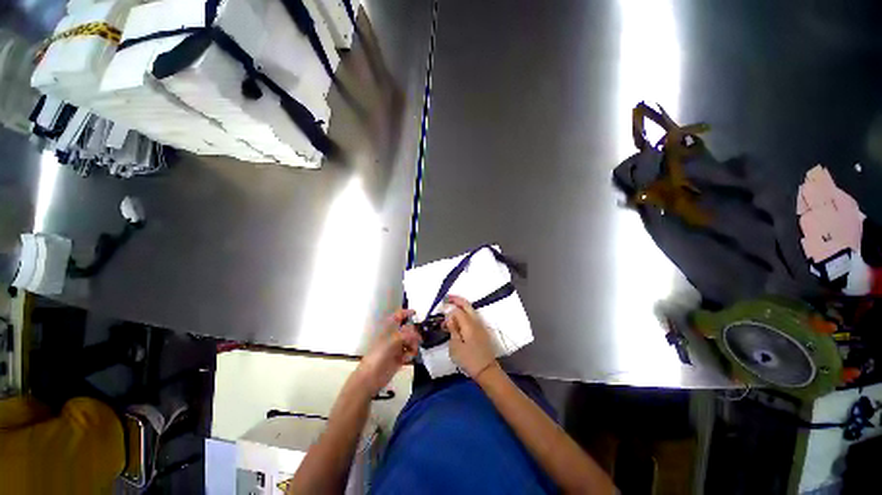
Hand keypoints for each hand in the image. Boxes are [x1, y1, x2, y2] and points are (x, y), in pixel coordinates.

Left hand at [354, 309, 421, 394]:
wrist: (371, 376)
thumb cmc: (379, 354)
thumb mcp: (393, 340)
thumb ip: (407, 334)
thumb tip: (418, 335)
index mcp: (389, 328)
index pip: (398, 316)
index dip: (406, 312)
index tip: (416, 313)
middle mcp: (394, 335)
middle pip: (409, 329)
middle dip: (414, 333)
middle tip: (416, 339)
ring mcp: (397, 346)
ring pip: (411, 340)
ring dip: (414, 344)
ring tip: (412, 350)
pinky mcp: (400, 357)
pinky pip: (411, 351)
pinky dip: (411, 353)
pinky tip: (407, 358)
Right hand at [444, 295, 497, 378]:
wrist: (486, 370)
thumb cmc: (469, 360)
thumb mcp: (455, 346)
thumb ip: (453, 328)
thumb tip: (449, 315)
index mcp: (469, 324)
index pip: (457, 310)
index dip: (448, 308)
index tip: (440, 309)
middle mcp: (476, 321)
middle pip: (466, 305)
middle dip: (456, 300)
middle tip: (446, 298)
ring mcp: (480, 325)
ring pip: (470, 310)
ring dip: (460, 307)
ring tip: (449, 311)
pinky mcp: (481, 330)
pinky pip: (472, 317)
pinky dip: (464, 315)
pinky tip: (457, 321)